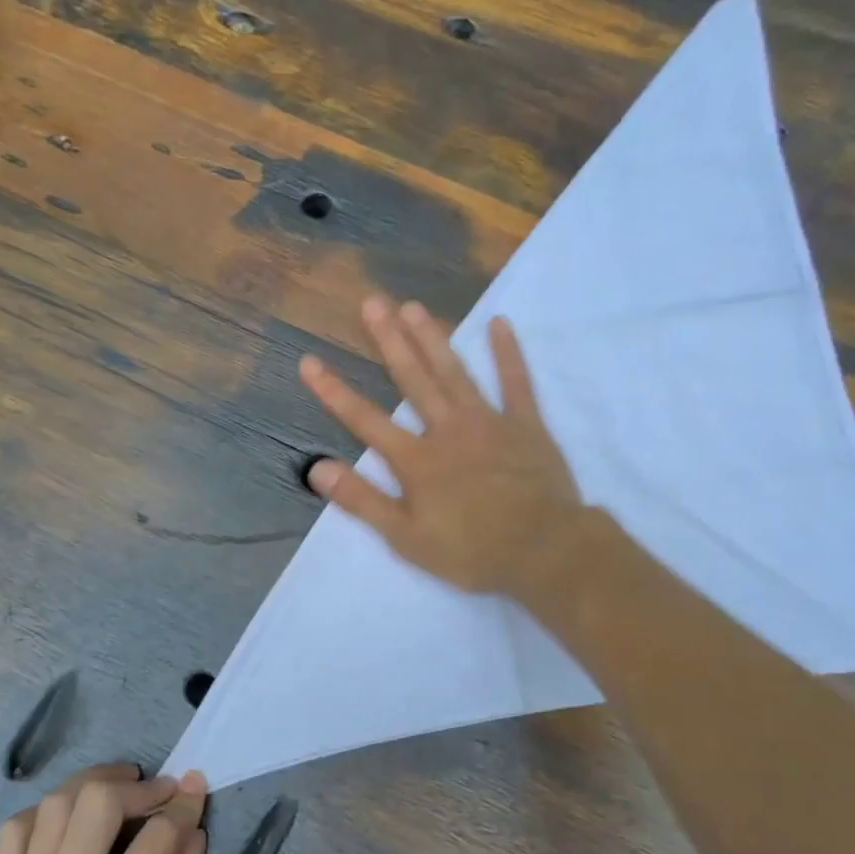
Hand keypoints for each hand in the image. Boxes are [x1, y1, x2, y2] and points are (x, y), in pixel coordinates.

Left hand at [0, 764, 208, 853]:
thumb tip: (194, 841)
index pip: (158, 835)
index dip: (184, 805)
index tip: (196, 788)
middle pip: (101, 799)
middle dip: (139, 786)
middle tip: (159, 793)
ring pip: (59, 801)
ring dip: (96, 785)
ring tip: (120, 792)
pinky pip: (19, 825)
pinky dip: (48, 810)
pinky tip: (68, 822)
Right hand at [300, 293, 585, 598]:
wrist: (544, 550)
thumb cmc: (471, 550)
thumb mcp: (406, 537)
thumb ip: (362, 500)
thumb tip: (316, 469)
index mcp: (417, 460)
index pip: (366, 421)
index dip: (334, 392)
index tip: (310, 362)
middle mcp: (448, 430)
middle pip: (412, 380)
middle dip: (388, 341)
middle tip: (371, 302)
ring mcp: (489, 422)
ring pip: (454, 373)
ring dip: (433, 338)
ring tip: (413, 306)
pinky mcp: (526, 425)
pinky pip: (516, 382)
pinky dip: (508, 354)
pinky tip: (500, 324)